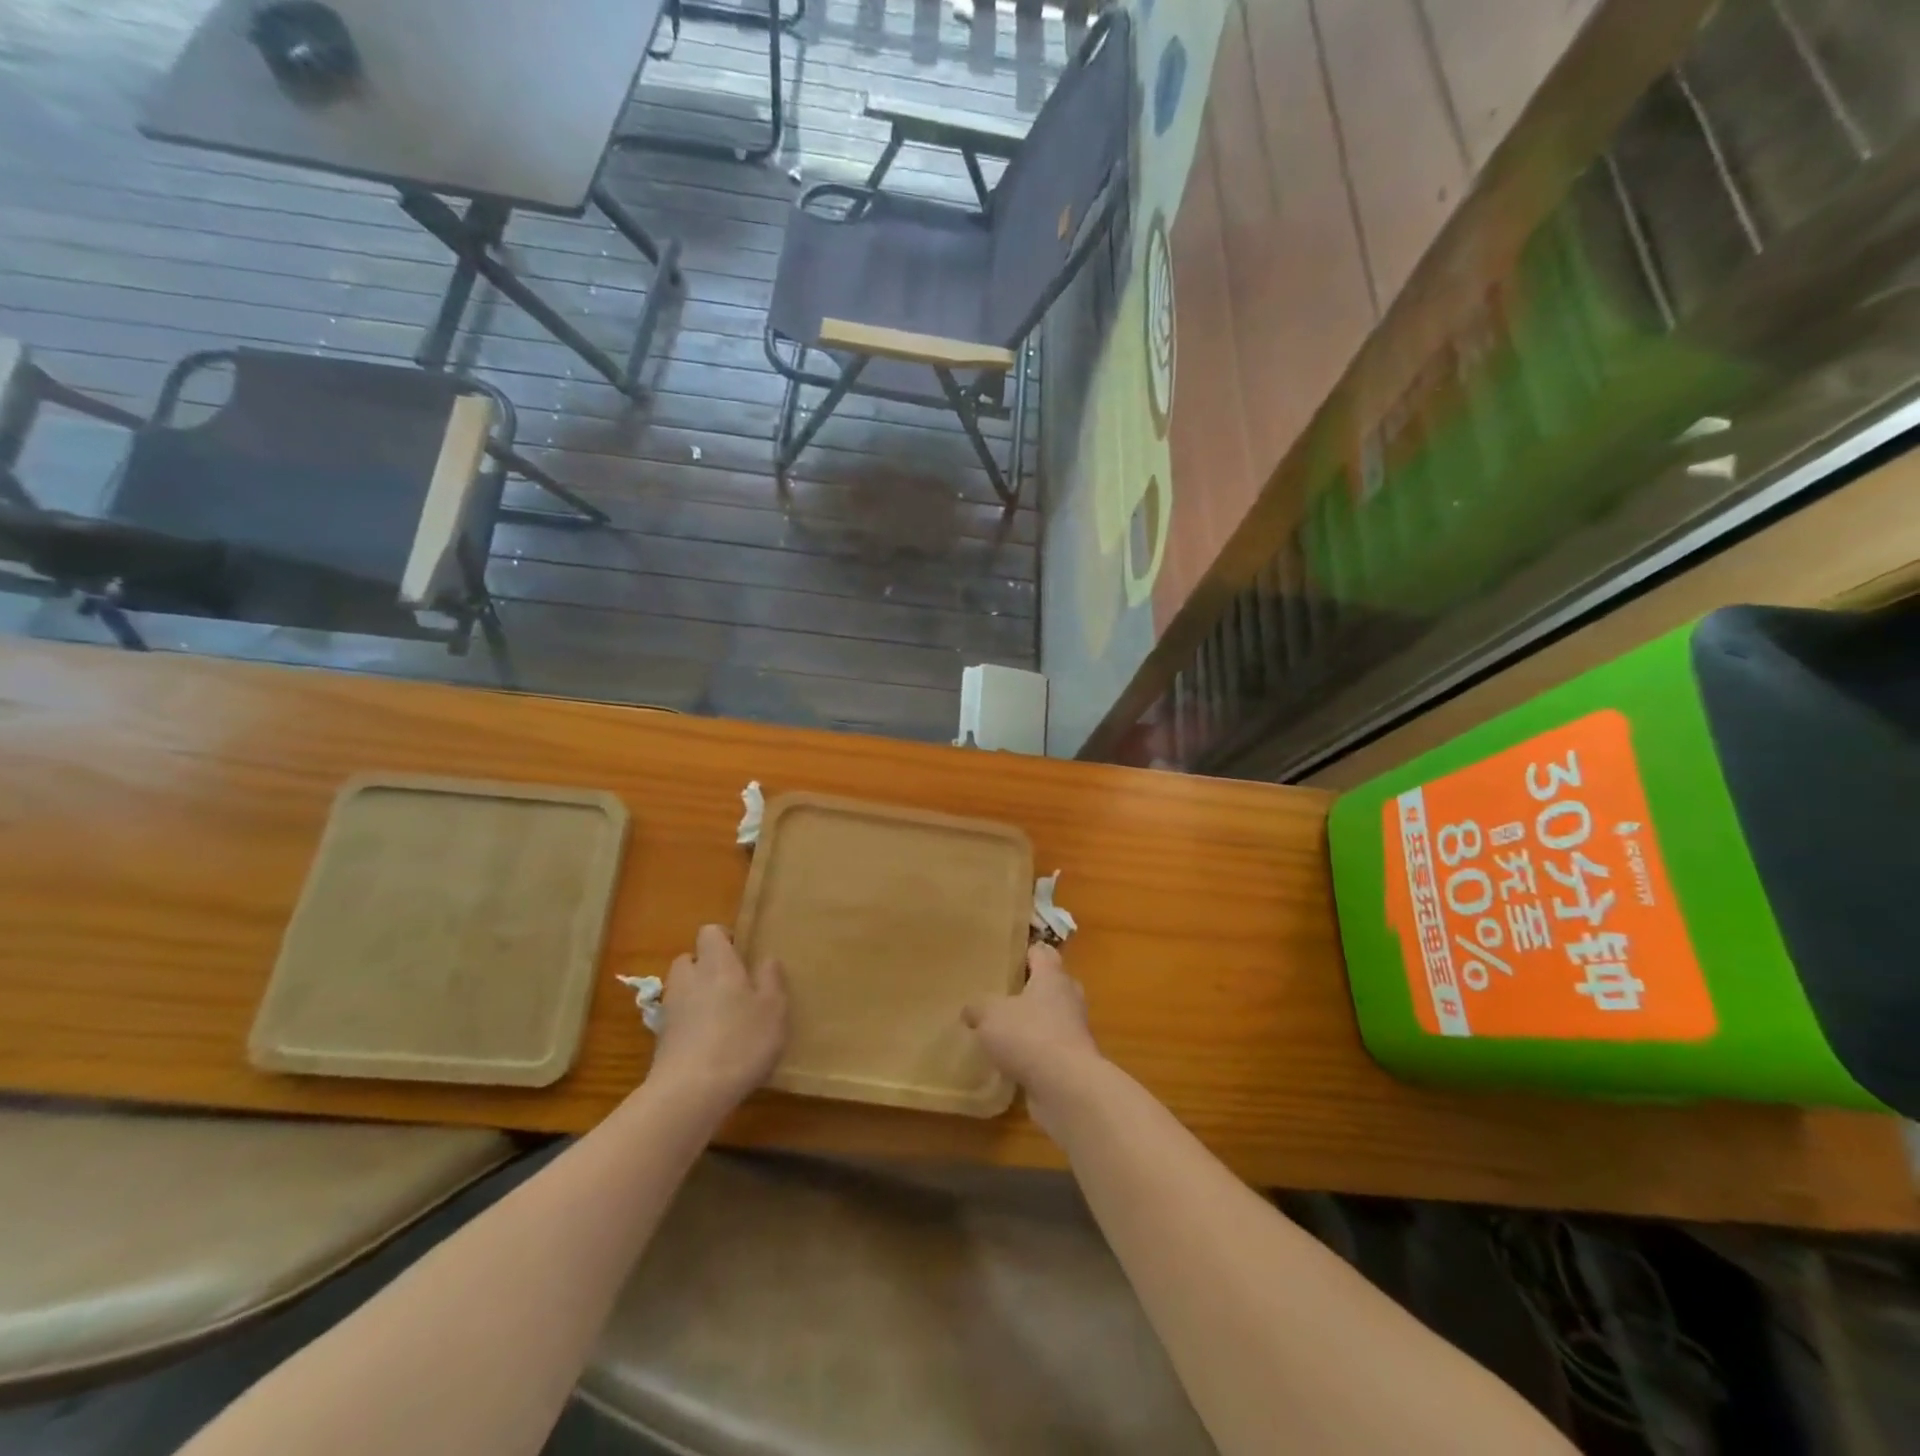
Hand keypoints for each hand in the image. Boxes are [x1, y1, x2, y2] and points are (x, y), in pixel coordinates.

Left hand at [647, 924, 787, 1110]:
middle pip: (690, 959)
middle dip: (706, 967)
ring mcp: (670, 1009)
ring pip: (680, 988)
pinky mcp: (660, 1039)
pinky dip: (688, 1023)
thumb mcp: (774, 1009)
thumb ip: (771, 979)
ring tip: (720, 1016)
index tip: (741, 955)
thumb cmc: (741, 1041)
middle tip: (731, 985)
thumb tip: (766, 959)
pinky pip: (676, 1018)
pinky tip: (708, 1045)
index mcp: (717, 963)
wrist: (690, 1093)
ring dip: (695, 994)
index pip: (710, 932)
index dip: (724, 938)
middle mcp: (689, 978)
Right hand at [963, 944, 1103, 1129]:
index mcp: (1052, 976)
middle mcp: (1068, 998)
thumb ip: (979, 1007)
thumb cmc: (1029, 1035)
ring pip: (1053, 1017)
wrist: (1067, 1087)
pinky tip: (1013, 1060)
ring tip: (1005, 1028)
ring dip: (1034, 1022)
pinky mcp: (1074, 1060)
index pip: (1042, 952)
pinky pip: (1051, 1047)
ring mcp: (1075, 1030)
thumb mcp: (991, 1015)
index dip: (1026, 951)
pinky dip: (1036, 1051)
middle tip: (1004, 992)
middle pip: (1052, 983)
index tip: (1008, 955)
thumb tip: (970, 1009)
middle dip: (1031, 987)